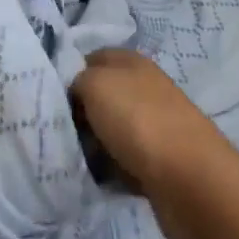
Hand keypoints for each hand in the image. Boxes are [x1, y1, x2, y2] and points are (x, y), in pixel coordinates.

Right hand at [72, 49, 230, 238]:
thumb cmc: (138, 120)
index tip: (49, 98)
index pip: (89, 58)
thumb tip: (75, 94)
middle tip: (57, 132)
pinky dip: (110, 171)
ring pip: (109, 131)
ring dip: (93, 146)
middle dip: (78, 115)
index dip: (68, 75)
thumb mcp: (94, 83)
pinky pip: (123, 162)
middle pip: (99, 97)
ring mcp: (153, 125)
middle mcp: (143, 88)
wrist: (189, 180)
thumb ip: (76, 80)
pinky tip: (98, 179)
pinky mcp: (159, 162)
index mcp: (130, 61)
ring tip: (75, 159)